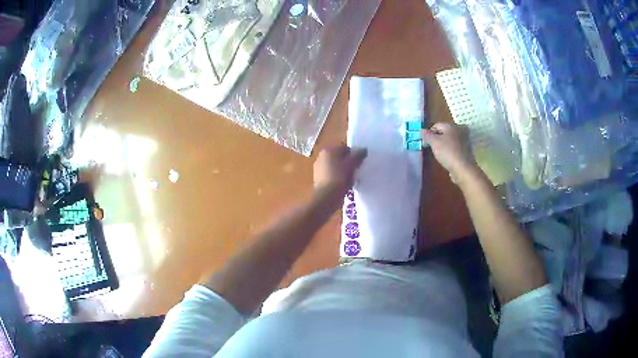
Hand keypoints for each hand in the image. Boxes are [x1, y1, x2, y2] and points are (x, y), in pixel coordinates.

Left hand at [313, 146, 366, 197]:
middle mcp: (322, 157)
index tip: (359, 163)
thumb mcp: (352, 164)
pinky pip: (332, 175)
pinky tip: (344, 185)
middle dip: (349, 163)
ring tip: (351, 180)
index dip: (354, 155)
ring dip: (344, 171)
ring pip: (336, 167)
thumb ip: (359, 155)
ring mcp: (319, 168)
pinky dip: (338, 178)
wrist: (327, 196)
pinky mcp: (319, 179)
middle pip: (340, 157)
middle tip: (356, 171)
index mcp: (328, 150)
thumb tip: (363, 150)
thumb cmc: (339, 177)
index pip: (345, 148)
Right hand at [422, 123, 479, 183]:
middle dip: (437, 139)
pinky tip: (447, 158)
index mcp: (452, 125)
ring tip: (439, 154)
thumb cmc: (448, 152)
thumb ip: (427, 135)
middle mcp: (460, 130)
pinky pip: (455, 148)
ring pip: (450, 140)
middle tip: (432, 148)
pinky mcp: (467, 150)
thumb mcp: (434, 142)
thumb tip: (422, 130)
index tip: (425, 143)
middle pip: (444, 132)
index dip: (429, 133)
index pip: (437, 125)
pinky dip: (450, 151)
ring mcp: (465, 140)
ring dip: (444, 145)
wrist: (463, 169)